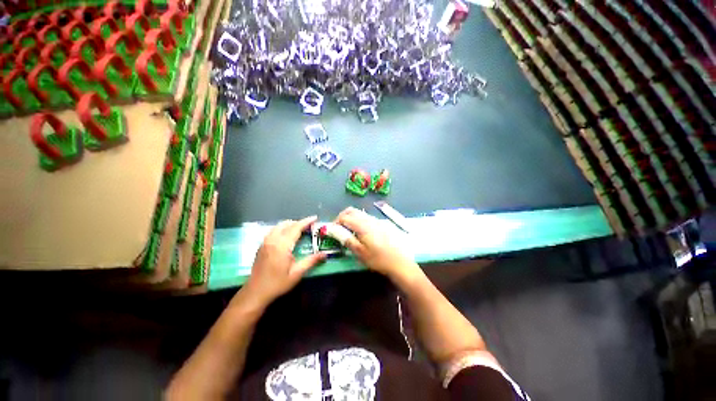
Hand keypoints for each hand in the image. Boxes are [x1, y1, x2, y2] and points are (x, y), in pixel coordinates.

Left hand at [243, 216, 326, 305]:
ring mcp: (265, 242)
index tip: (315, 218)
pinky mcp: (261, 246)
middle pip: (287, 224)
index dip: (306, 221)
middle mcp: (272, 240)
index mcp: (282, 246)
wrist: (255, 293)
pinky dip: (282, 229)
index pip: (295, 228)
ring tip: (300, 230)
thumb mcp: (296, 274)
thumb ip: (311, 261)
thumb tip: (325, 254)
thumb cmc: (277, 284)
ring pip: (278, 226)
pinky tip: (287, 236)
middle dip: (299, 222)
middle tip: (309, 226)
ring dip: (290, 225)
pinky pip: (273, 231)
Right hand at [334, 207, 419, 282]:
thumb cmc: (377, 259)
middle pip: (352, 210)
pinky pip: (366, 217)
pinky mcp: (381, 224)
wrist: (398, 262)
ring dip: (350, 217)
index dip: (336, 222)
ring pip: (359, 212)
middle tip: (338, 227)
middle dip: (342, 216)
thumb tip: (335, 231)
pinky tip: (360, 231)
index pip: (344, 217)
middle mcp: (369, 219)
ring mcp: (376, 220)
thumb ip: (347, 239)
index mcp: (362, 226)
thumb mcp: (360, 252)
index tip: (332, 230)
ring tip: (348, 230)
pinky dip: (359, 219)